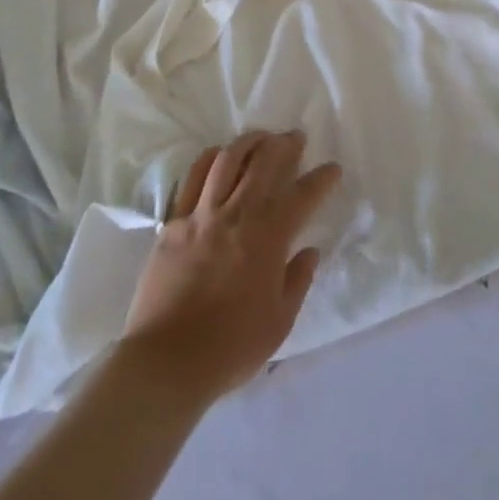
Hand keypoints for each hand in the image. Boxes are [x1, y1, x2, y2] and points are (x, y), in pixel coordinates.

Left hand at [121, 131, 341, 403]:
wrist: (166, 362)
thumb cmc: (231, 347)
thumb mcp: (280, 321)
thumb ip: (298, 280)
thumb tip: (309, 251)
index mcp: (268, 238)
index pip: (303, 195)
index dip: (322, 178)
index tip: (332, 169)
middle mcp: (237, 215)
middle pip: (264, 163)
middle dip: (285, 145)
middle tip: (296, 138)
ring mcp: (201, 215)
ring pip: (227, 160)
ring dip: (249, 142)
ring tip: (261, 138)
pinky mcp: (173, 223)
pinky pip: (193, 178)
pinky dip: (210, 159)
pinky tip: (219, 156)